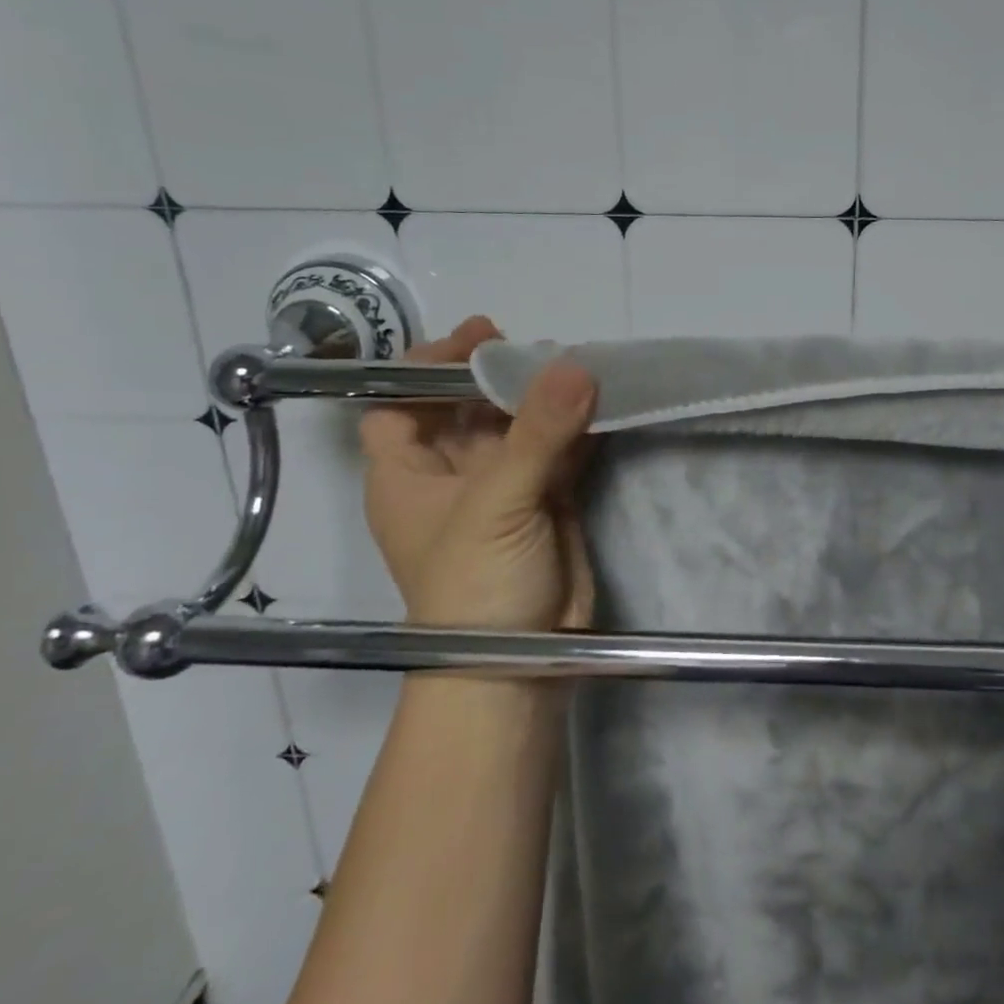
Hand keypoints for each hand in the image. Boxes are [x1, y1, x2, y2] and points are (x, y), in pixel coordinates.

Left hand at [361, 316, 597, 630]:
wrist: (519, 665)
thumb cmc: (475, 585)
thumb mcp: (496, 504)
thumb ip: (537, 434)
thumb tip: (576, 365)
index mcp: (408, 473)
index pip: (399, 402)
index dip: (427, 366)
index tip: (478, 338)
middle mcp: (452, 474)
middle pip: (467, 407)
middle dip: (498, 374)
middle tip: (540, 346)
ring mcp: (504, 488)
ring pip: (521, 426)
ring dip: (545, 397)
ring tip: (579, 364)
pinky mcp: (548, 501)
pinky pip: (561, 450)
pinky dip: (580, 427)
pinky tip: (603, 401)